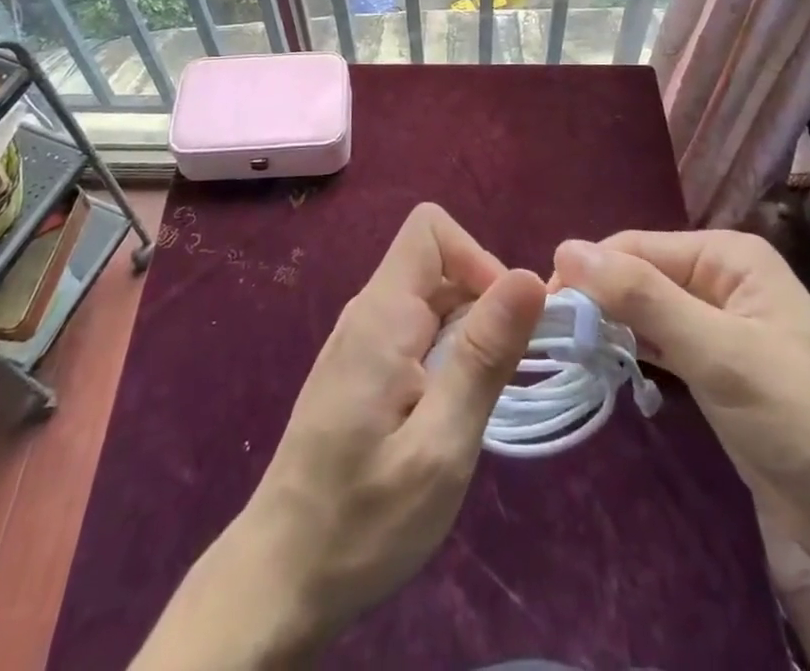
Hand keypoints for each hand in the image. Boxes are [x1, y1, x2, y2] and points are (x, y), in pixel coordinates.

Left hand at [134, 204, 545, 667]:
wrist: (280, 579)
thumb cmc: (363, 520)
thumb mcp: (441, 445)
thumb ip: (483, 355)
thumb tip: (529, 276)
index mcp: (382, 314)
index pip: (431, 229)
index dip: (477, 259)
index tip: (503, 325)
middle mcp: (367, 311)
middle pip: (436, 262)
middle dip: (481, 301)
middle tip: (497, 376)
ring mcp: (360, 340)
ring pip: (429, 299)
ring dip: (467, 333)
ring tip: (473, 403)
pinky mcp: (360, 369)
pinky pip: (414, 331)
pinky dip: (445, 355)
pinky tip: (446, 413)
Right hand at [552, 230, 809, 580]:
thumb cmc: (804, 422)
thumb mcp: (719, 353)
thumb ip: (642, 297)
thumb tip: (566, 247)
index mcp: (728, 256)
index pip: (636, 247)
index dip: (588, 273)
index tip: (541, 312)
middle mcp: (721, 279)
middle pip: (639, 275)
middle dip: (597, 301)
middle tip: (550, 340)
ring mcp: (720, 325)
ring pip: (646, 310)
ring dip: (610, 327)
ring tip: (565, 353)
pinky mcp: (718, 368)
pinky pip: (661, 344)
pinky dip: (633, 352)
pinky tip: (604, 367)